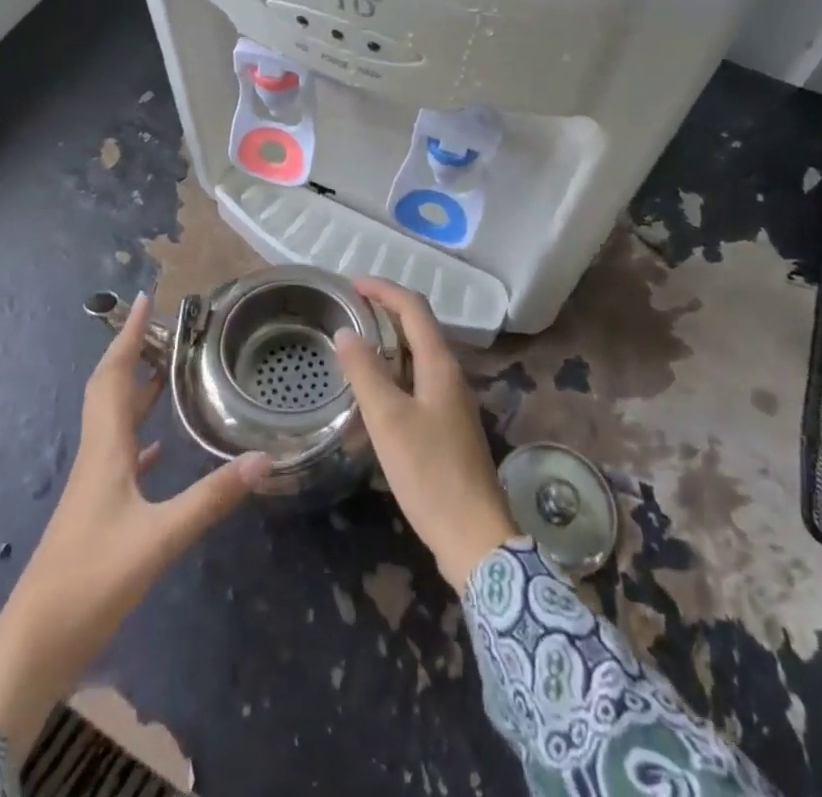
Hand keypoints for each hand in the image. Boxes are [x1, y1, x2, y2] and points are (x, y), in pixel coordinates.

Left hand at [0, 294, 270, 753]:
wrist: (35, 646)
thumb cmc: (91, 582)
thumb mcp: (159, 539)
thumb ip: (212, 498)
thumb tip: (265, 458)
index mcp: (105, 449)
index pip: (114, 376)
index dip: (128, 336)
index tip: (144, 299)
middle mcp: (97, 456)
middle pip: (111, 390)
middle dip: (134, 352)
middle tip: (165, 328)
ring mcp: (94, 484)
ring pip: (116, 420)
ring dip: (138, 390)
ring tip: (170, 371)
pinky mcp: (97, 510)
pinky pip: (121, 455)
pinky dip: (140, 437)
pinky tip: (160, 447)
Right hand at [334, 278, 519, 591]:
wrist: (475, 538)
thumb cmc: (430, 473)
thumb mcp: (388, 420)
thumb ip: (366, 372)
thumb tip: (346, 331)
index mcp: (440, 365)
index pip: (414, 308)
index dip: (384, 289)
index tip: (351, 284)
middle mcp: (450, 375)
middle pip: (418, 328)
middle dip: (385, 311)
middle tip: (348, 312)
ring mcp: (452, 402)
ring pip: (418, 356)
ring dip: (388, 342)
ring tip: (354, 345)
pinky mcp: (448, 427)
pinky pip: (418, 381)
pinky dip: (393, 372)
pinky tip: (373, 391)